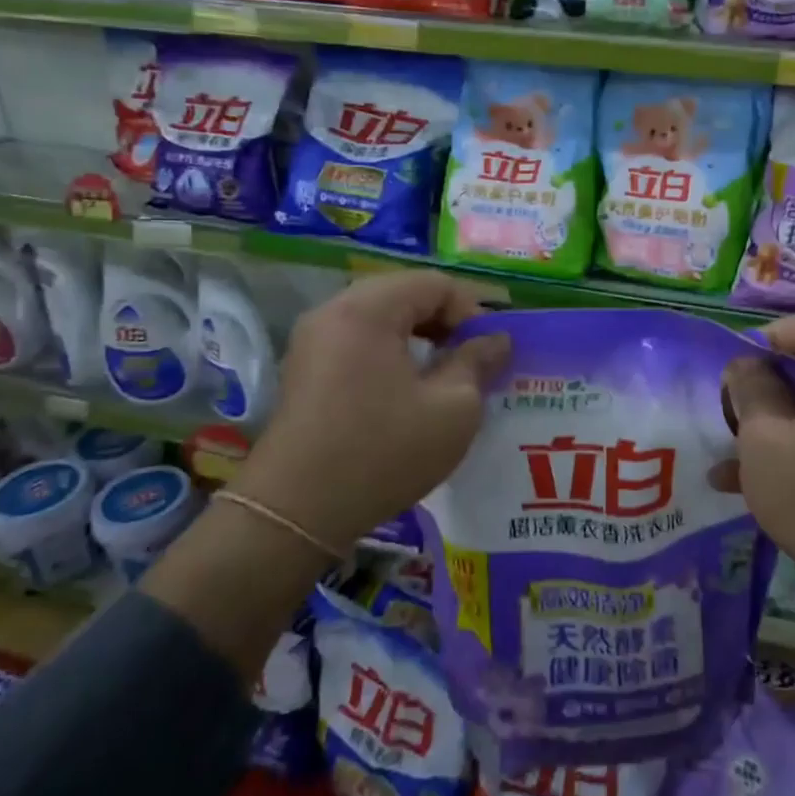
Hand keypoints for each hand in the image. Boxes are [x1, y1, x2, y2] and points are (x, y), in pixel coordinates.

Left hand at [236, 271, 509, 548]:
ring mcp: (312, 339)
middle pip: (404, 294)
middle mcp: (334, 311)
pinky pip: (357, 340)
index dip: (472, 311)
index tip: (489, 352)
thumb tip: (496, 339)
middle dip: (445, 322)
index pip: (435, 284)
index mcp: (368, 309)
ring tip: (443, 375)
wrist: (297, 511)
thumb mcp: (452, 409)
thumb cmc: (384, 452)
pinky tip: (406, 390)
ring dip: (418, 337)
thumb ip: (478, 363)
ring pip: (380, 317)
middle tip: (471, 360)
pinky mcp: (303, 368)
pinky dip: (389, 352)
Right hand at [722, 313, 794, 614]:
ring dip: (770, 420)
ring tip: (728, 448)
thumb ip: (751, 390)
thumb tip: (745, 364)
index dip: (767, 336)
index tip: (733, 369)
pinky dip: (791, 447)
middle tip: (728, 410)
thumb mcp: (766, 441)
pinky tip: (743, 483)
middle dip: (763, 383)